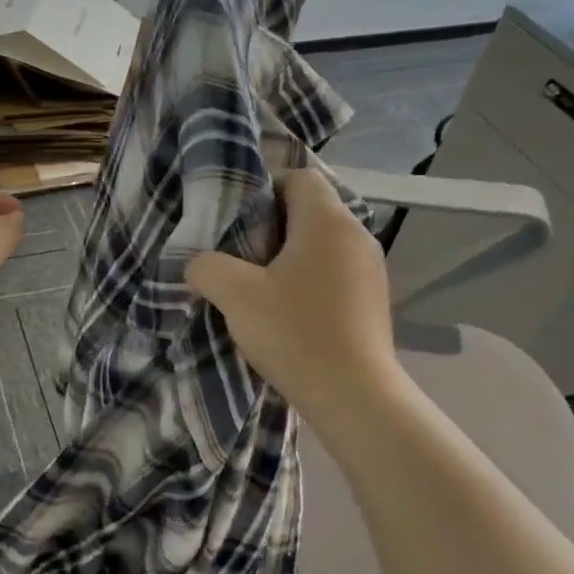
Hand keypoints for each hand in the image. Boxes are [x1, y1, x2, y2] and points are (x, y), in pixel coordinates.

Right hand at [185, 169, 408, 424]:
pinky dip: (311, 280)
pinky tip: (289, 311)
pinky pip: (337, 272)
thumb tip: (200, 265)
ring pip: (324, 244)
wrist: (353, 395)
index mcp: (327, 222)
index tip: (238, 219)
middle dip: (273, 226)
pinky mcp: (374, 301)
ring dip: (292, 256)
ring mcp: (371, 270)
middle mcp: (357, 236)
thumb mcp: (235, 296)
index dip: (265, 188)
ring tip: (261, 286)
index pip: (299, 177)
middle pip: (312, 210)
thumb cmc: (294, 333)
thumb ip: (207, 268)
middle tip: (241, 253)